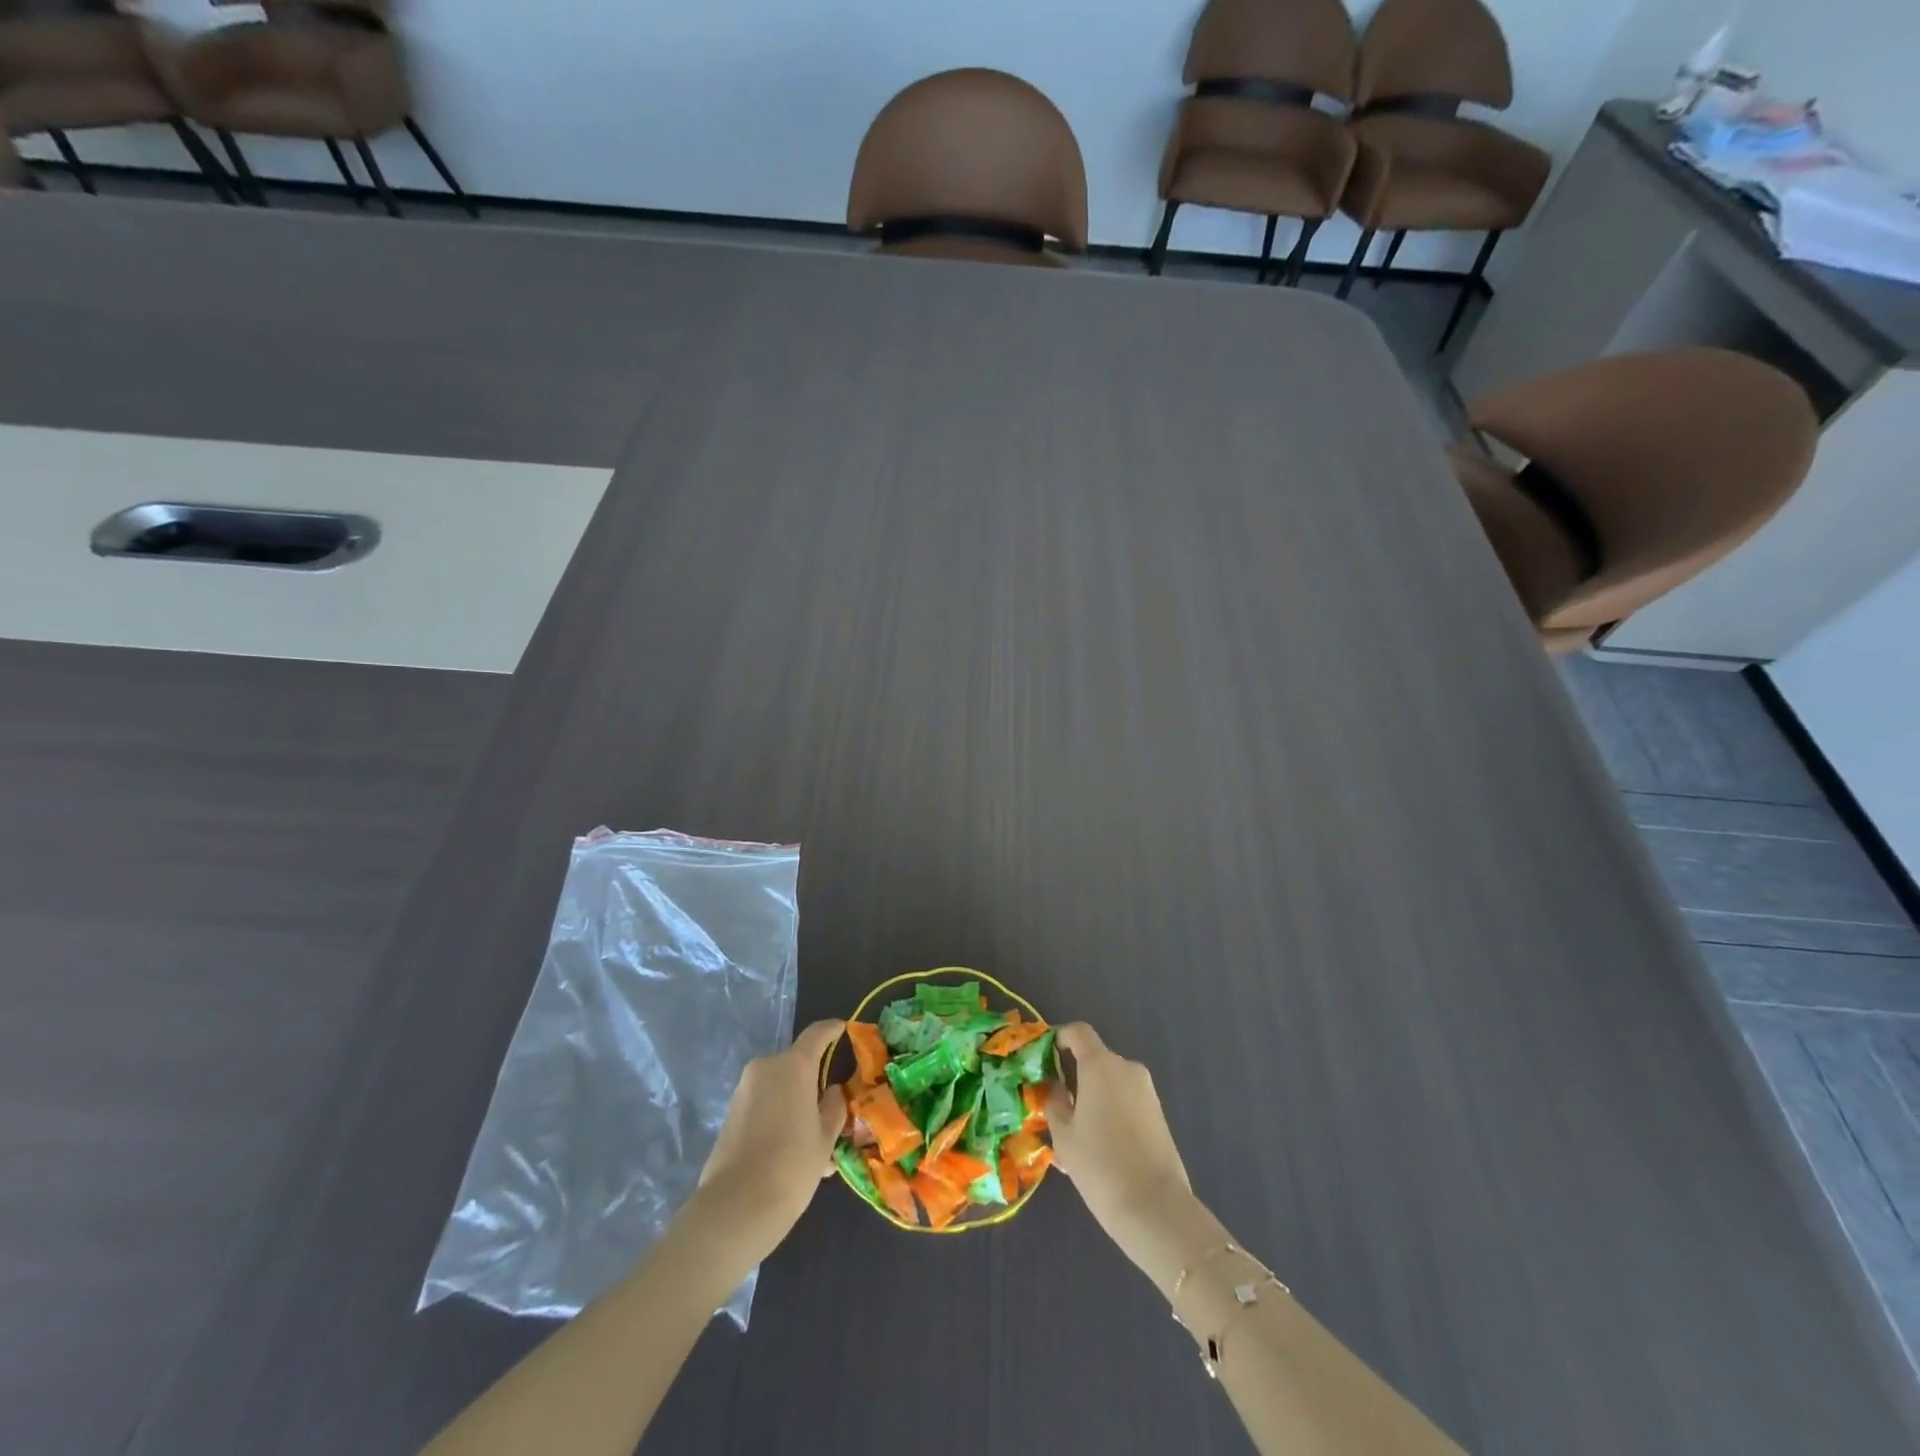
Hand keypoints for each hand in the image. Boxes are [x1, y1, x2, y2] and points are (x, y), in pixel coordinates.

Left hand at [696, 1019, 847, 1258]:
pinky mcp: (730, 1115)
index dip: (833, 1030)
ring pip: (779, 1089)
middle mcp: (766, 1068)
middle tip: (831, 1112)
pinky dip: (778, 1118)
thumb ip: (833, 1108)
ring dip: (795, 1105)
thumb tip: (833, 1093)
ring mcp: (744, 1091)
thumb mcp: (825, 1138)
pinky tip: (791, 1155)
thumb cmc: (792, 1165)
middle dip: (813, 1083)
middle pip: (796, 1065)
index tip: (844, 1029)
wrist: (735, 1208)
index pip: (817, 1033)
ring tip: (813, 1144)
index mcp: (794, 1065)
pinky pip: (763, 1106)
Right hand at [1047, 1023, 1207, 1285]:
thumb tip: (1055, 1086)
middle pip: (1095, 1059)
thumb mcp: (1063, 1135)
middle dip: (1074, 1076)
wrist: (1156, 1209)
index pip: (1078, 1032)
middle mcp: (1127, 1068)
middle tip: (1056, 1107)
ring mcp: (1147, 1091)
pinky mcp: (1158, 1114)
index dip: (1059, 1038)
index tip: (1044, 1059)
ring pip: (1110, 1083)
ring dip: (1092, 1096)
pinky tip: (1099, 1146)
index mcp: (1101, 1066)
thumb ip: (1054, 1101)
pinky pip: (1126, 1100)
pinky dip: (1110, 1110)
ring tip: (1076, 1135)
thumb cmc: (1100, 1166)